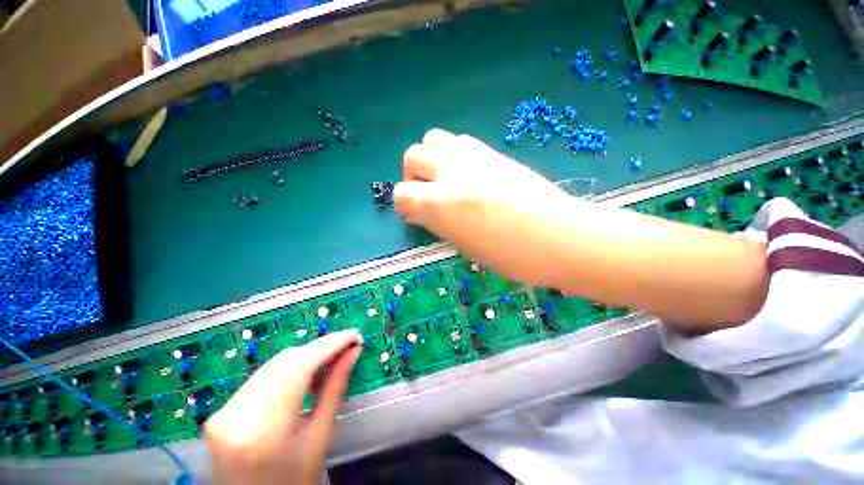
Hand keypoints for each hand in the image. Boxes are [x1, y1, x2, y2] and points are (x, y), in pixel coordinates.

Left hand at [205, 330, 362, 484]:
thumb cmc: (294, 480)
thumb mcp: (320, 436)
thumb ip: (335, 388)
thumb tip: (353, 351)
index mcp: (264, 428)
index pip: (299, 367)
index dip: (330, 345)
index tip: (354, 335)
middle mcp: (236, 414)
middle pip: (285, 361)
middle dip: (320, 349)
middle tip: (346, 346)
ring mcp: (223, 411)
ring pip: (273, 365)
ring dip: (305, 357)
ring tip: (330, 358)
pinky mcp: (221, 411)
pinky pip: (262, 377)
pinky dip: (288, 369)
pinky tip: (305, 373)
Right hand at [394, 128, 569, 284]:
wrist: (560, 237)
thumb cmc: (511, 256)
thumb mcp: (464, 247)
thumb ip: (439, 223)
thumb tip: (422, 213)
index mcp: (440, 203)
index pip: (402, 193)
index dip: (404, 205)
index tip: (413, 215)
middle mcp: (452, 172)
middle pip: (413, 155)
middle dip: (412, 174)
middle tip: (424, 192)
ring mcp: (474, 157)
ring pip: (434, 139)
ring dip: (431, 158)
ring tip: (444, 178)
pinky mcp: (494, 152)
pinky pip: (461, 142)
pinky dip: (454, 154)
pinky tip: (467, 173)